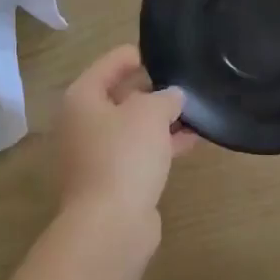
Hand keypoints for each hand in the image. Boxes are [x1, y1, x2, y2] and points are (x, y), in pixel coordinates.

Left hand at [55, 45, 195, 248]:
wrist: (110, 224)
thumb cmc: (124, 156)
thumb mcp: (150, 114)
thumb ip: (165, 97)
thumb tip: (172, 96)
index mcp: (82, 98)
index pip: (111, 63)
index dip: (139, 55)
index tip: (168, 54)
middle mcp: (82, 123)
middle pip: (120, 96)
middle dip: (153, 90)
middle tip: (185, 82)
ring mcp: (95, 155)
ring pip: (132, 128)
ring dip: (161, 121)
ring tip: (196, 111)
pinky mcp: (112, 181)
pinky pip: (138, 153)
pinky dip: (161, 145)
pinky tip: (191, 142)